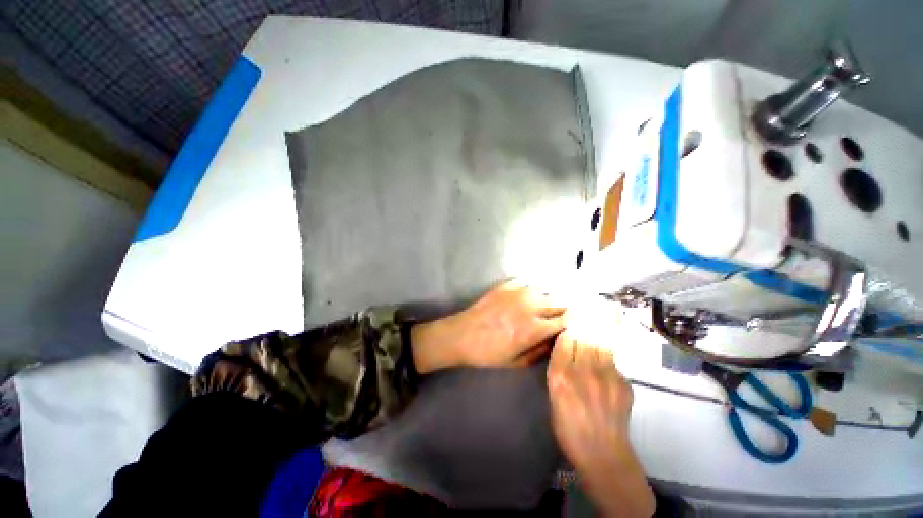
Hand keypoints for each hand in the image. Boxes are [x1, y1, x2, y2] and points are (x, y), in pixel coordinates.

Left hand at [410, 280, 565, 372]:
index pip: (566, 320)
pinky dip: (534, 288)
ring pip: (546, 289)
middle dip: (567, 307)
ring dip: (552, 296)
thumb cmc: (489, 353)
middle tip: (569, 312)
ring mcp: (518, 293)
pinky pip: (528, 282)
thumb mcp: (517, 362)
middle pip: (559, 302)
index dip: (575, 321)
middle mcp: (531, 306)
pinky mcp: (506, 285)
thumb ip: (541, 350)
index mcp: (535, 328)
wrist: (462, 335)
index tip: (580, 322)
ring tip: (552, 302)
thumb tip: (556, 339)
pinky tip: (532, 294)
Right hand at [547, 332, 654, 516]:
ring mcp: (606, 377)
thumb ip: (558, 370)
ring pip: (599, 345)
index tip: (566, 330)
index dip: (565, 333)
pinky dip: (606, 360)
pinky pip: (612, 362)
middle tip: (580, 327)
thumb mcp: (553, 397)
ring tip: (592, 341)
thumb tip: (565, 351)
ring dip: (594, 342)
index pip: (564, 340)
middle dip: (580, 332)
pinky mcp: (624, 384)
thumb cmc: (569, 429)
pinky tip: (603, 369)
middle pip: (583, 338)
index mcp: (560, 376)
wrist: (603, 455)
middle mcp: (583, 371)